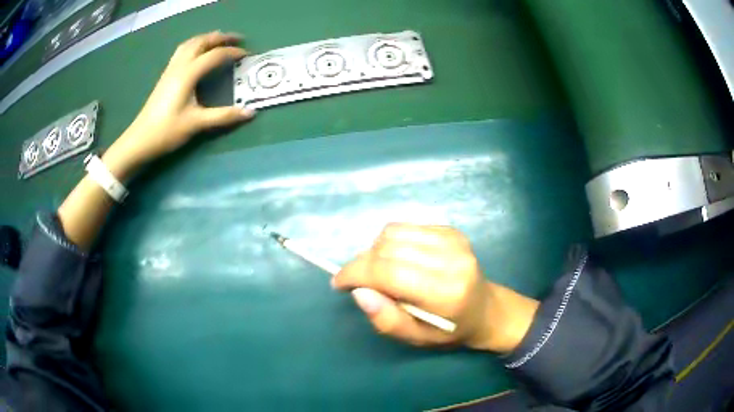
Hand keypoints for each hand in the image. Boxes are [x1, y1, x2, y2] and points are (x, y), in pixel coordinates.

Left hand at [103, 32, 254, 177]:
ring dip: (207, 38)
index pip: (215, 55)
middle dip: (221, 37)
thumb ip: (224, 116)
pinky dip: (195, 45)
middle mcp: (179, 66)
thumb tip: (250, 113)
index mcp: (188, 74)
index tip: (247, 55)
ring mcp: (170, 69)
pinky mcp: (165, 76)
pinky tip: (198, 53)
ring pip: (190, 43)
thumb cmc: (167, 131)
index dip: (233, 53)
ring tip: (219, 41)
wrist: (139, 140)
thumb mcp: (196, 124)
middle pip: (202, 42)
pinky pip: (182, 51)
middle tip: (237, 39)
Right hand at [332, 224, 538, 351]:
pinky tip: (398, 259)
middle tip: (359, 282)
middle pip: (387, 248)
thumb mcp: (416, 338)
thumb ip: (386, 320)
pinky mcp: (450, 230)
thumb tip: (359, 292)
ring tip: (380, 271)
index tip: (339, 283)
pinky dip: (391, 242)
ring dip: (375, 251)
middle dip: (362, 263)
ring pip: (392, 232)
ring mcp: (453, 240)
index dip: (357, 273)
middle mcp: (451, 259)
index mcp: (445, 292)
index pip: (389, 272)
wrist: (485, 309)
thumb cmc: (449, 330)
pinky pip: (405, 227)